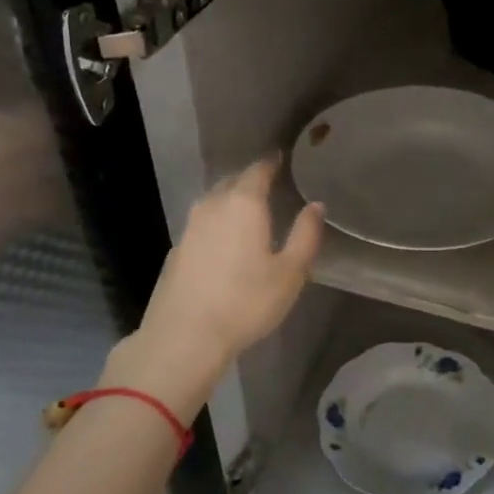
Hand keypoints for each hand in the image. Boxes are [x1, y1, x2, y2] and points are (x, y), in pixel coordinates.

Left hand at [105, 155, 323, 407]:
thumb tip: (316, 205)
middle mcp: (213, 205)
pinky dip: (217, 222)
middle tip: (269, 183)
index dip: (271, 162)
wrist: (185, 336)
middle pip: (232, 182)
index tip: (281, 158)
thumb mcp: (290, 272)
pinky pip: (202, 223)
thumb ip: (305, 235)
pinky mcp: (177, 249)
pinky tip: (225, 240)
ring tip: (249, 210)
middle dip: (250, 179)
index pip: (258, 170)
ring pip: (214, 201)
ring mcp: (190, 227)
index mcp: (244, 203)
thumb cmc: (246, 302)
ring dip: (231, 200)